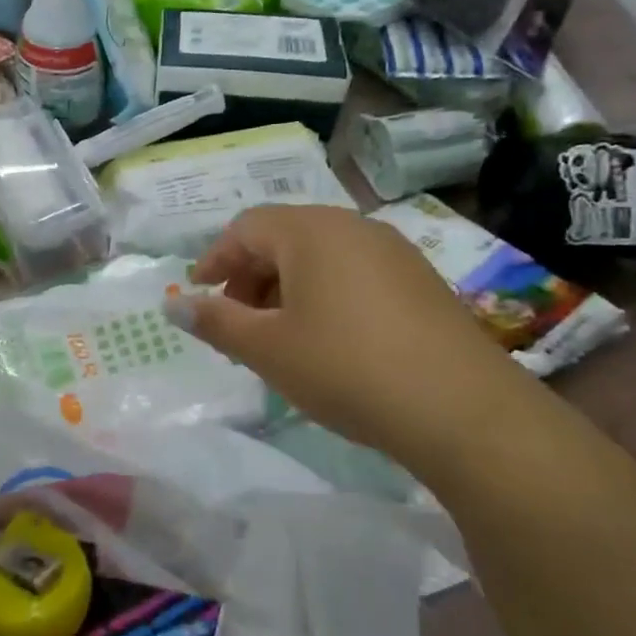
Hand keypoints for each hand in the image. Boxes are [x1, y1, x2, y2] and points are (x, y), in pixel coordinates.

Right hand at [163, 206, 535, 461]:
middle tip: (236, 322)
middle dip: (250, 276)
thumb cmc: (346, 367)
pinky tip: (329, 340)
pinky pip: (354, 272)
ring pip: (320, 256)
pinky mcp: (420, 279)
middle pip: (283, 237)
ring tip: (279, 336)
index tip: (199, 295)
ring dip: (287, 287)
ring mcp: (392, 250)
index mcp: (310, 230)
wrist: (462, 409)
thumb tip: (174, 304)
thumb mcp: (268, 348)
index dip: (215, 259)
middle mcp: (352, 225)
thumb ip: (216, 321)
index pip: (245, 227)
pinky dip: (325, 294)